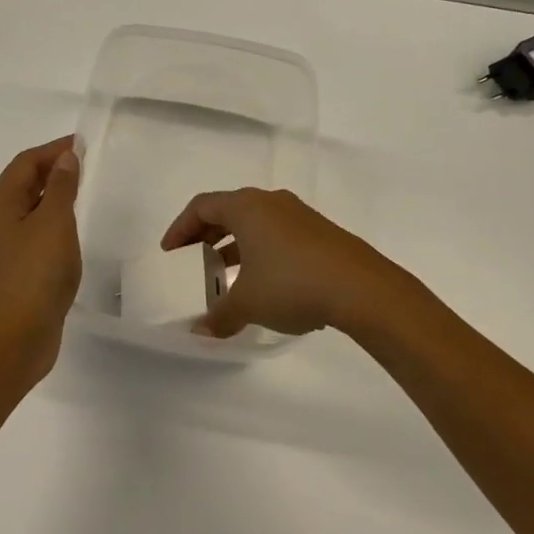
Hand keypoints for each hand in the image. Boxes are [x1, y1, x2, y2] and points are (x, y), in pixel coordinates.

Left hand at [0, 136, 82, 377]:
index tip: (82, 144)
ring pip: (29, 208)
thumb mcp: (54, 221)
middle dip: (51, 169)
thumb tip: (65, 157)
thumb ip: (62, 186)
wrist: (15, 335)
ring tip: (81, 191)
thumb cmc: (35, 271)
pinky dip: (52, 221)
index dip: (52, 150)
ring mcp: (4, 246)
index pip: (25, 163)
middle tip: (84, 164)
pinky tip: (70, 230)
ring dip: (52, 195)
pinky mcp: (15, 269)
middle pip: (23, 183)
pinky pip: (34, 231)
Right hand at [161, 188, 410, 339]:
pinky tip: (266, 285)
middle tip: (196, 260)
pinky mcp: (321, 233)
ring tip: (228, 277)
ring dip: (236, 246)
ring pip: (256, 224)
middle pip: (228, 211)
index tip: (170, 252)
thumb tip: (200, 332)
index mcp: (246, 207)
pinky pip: (279, 235)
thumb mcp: (248, 303)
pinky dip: (262, 253)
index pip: (202, 206)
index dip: (181, 227)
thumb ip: (219, 316)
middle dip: (208, 236)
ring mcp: (300, 216)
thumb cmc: (292, 284)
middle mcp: (271, 202)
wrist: (363, 289)